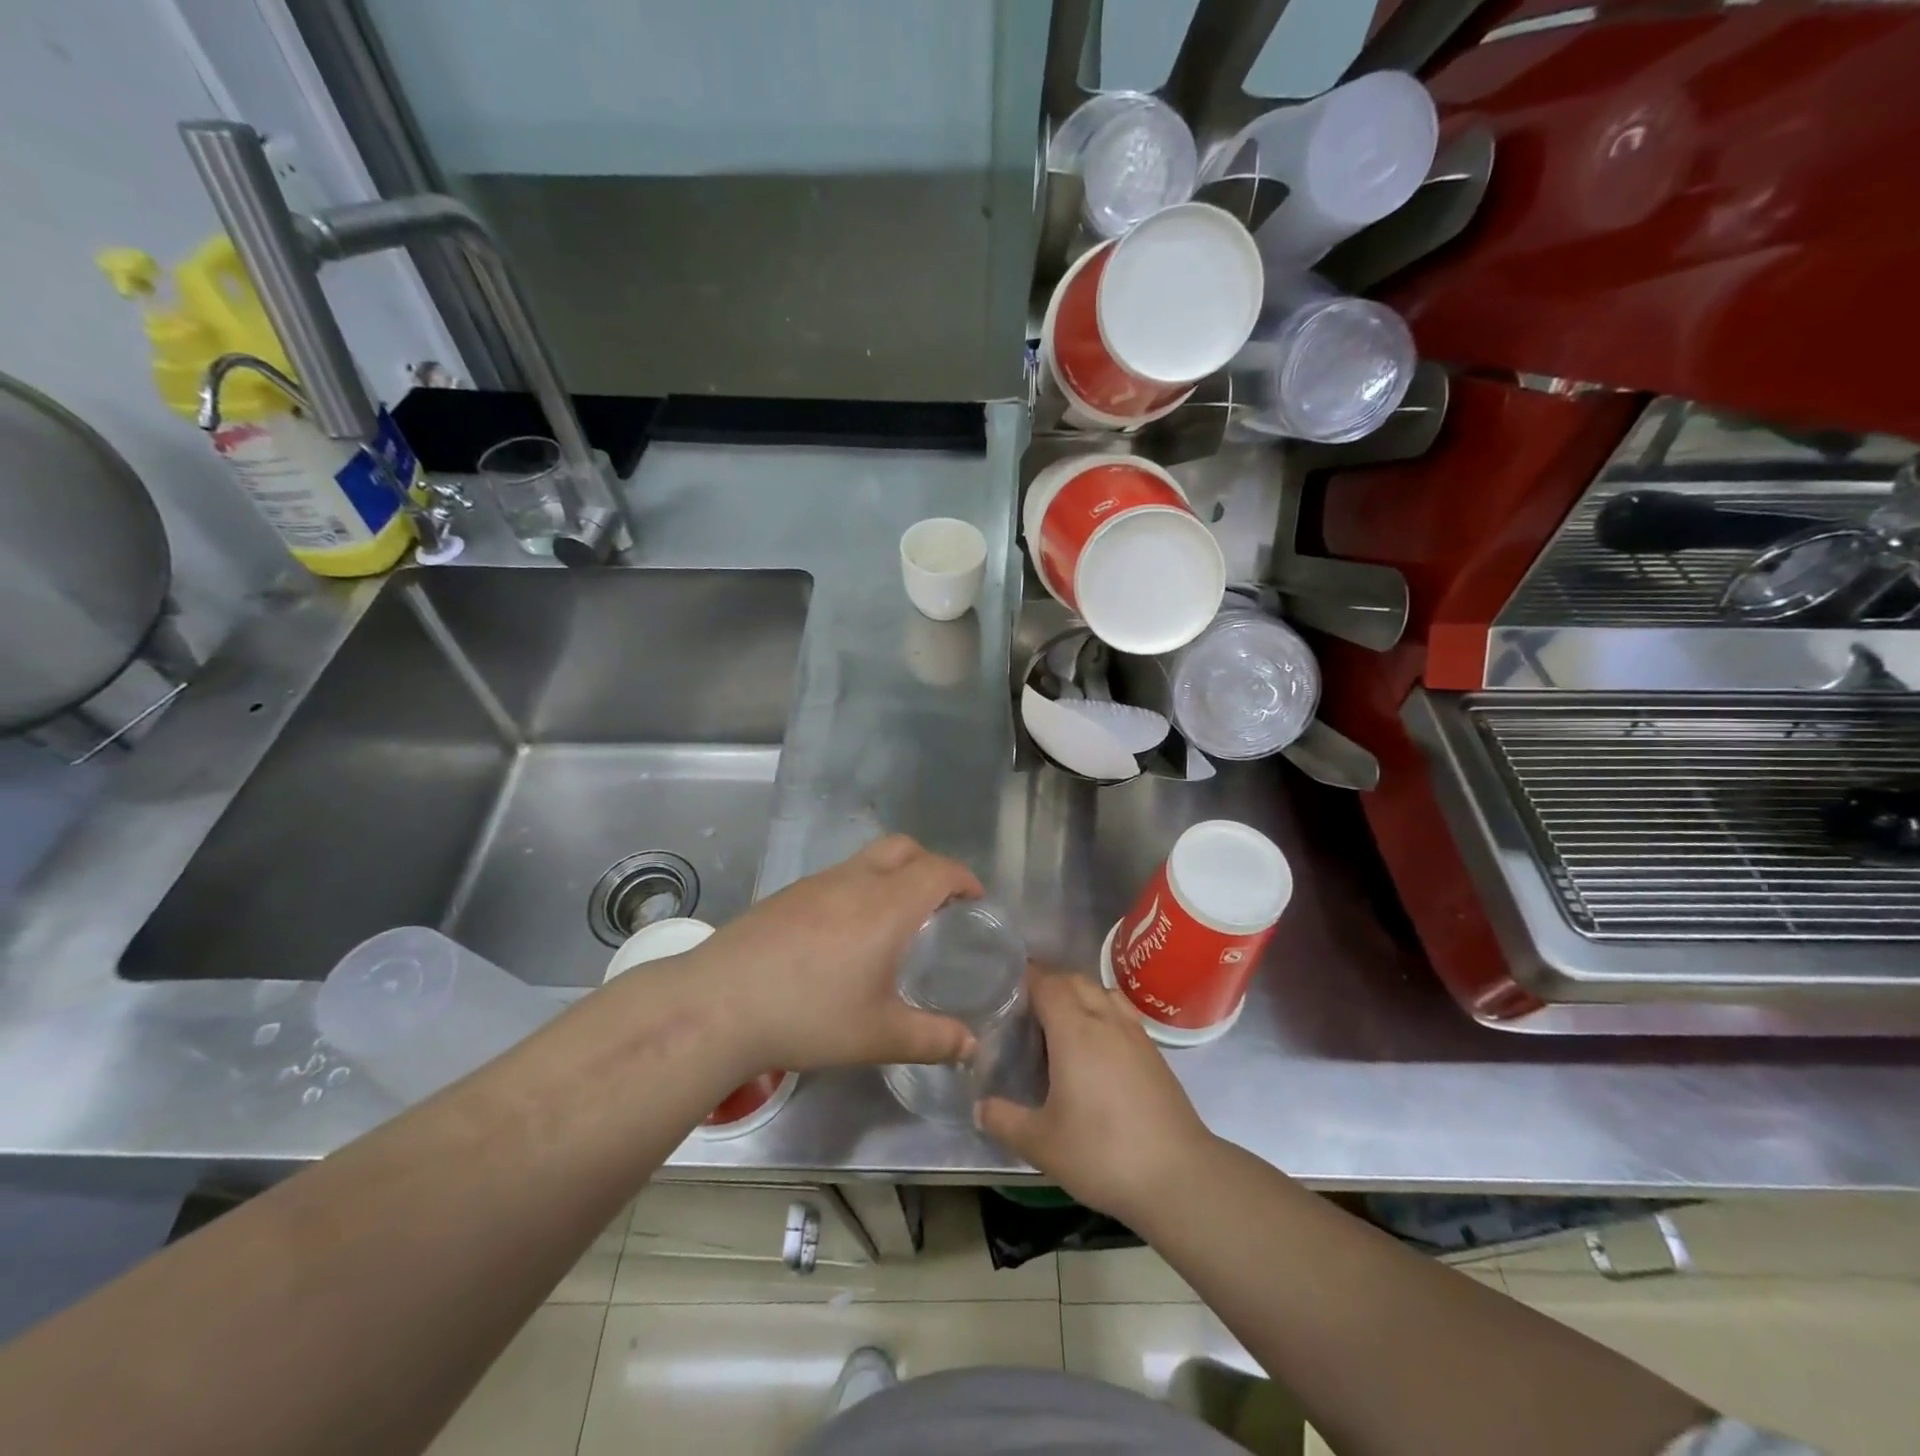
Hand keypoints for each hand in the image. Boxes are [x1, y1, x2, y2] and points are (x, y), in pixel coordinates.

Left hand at [690, 835, 983, 1074]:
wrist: (718, 1005)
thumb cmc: (808, 1016)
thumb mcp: (878, 1036)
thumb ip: (933, 1039)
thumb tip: (971, 1046)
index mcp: (887, 906)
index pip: (938, 870)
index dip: (964, 878)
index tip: (976, 899)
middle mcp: (854, 881)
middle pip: (904, 848)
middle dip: (930, 865)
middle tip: (940, 904)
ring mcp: (816, 883)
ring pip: (867, 859)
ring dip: (892, 874)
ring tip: (895, 920)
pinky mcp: (787, 894)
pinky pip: (838, 876)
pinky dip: (859, 888)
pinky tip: (845, 934)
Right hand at [978, 969, 1214, 1224]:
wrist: (1178, 1176)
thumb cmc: (1102, 1152)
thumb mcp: (1041, 1143)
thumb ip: (1004, 1120)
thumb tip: (979, 1107)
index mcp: (1075, 1030)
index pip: (1048, 982)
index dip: (1027, 978)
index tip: (1007, 991)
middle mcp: (1105, 1020)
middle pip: (1076, 980)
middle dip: (1051, 984)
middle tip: (1028, 1012)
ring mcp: (1135, 1034)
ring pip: (1103, 993)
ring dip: (1080, 996)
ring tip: (1062, 1025)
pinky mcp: (1154, 1053)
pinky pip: (1121, 1014)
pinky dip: (1103, 1014)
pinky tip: (1096, 1049)